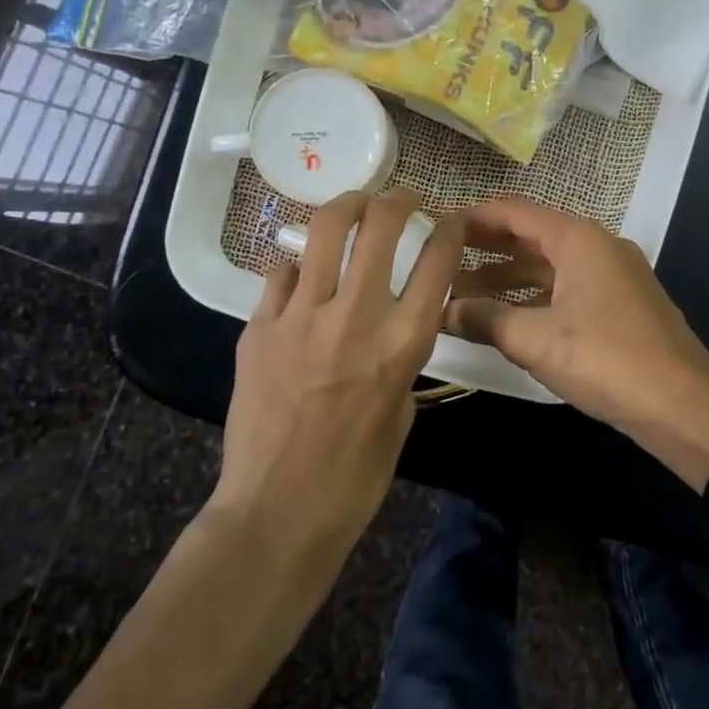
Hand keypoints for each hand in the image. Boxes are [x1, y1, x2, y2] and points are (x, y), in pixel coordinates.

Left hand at [215, 189, 464, 545]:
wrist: (277, 511)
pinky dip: (296, 270)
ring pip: (323, 232)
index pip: (437, 263)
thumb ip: (401, 359)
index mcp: (402, 344)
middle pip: (380, 227)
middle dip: (396, 199)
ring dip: (345, 207)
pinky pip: (279, 275)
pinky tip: (299, 281)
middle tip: (400, 197)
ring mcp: (300, 318)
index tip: (450, 218)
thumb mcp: (402, 412)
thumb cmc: (355, 476)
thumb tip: (392, 325)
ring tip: (353, 205)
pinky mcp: (258, 329)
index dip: (449, 230)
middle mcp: (355, 317)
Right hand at [444, 198, 708, 484]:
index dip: (473, 217)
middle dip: (486, 249)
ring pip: (549, 267)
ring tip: (463, 295)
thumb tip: (444, 311)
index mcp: (578, 239)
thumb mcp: (536, 340)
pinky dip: (534, 298)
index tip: (436, 226)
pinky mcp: (621, 306)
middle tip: (441, 260)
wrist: (684, 406)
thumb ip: (485, 319)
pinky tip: (508, 318)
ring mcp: (614, 276)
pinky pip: (567, 289)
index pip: (515, 212)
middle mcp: (597, 247)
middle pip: (531, 237)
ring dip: (508, 279)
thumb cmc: (606, 360)